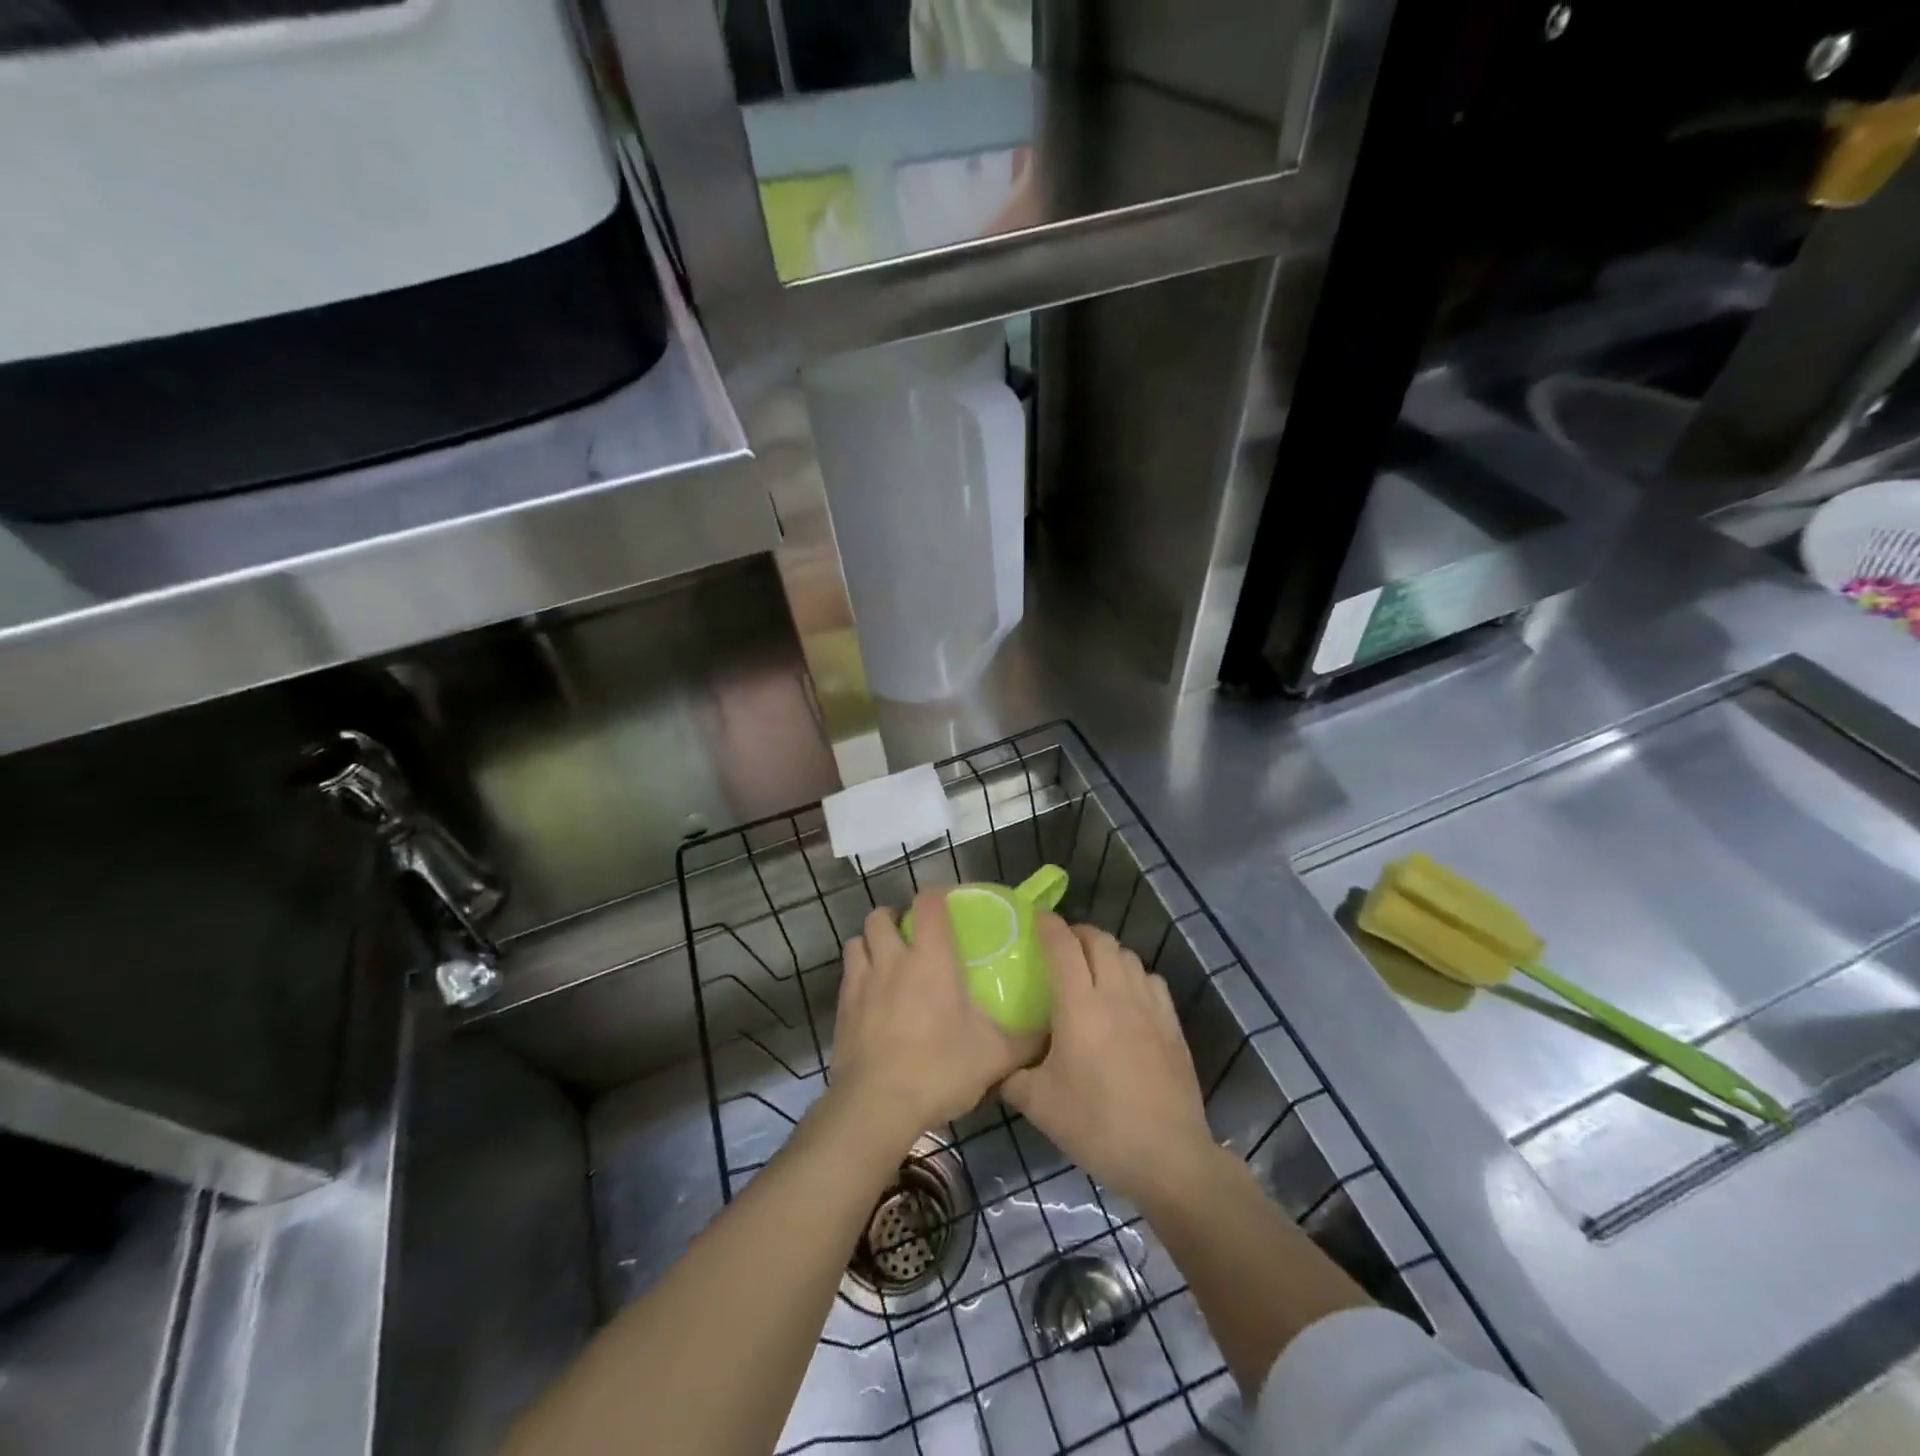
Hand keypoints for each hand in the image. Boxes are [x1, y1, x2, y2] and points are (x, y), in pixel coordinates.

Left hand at [828, 891, 1035, 1152]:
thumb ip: (1026, 1038)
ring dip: (870, 944)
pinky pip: (847, 976)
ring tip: (887, 962)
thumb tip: (1051, 1028)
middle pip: (879, 916)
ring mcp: (861, 983)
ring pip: (856, 942)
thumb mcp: (995, 1056)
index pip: (928, 904)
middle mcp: (891, 960)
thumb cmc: (939, 1069)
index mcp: (930, 959)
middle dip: (894, 918)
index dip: (937, 896)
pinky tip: (873, 999)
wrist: (876, 1107)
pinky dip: (859, 976)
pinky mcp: (841, 1010)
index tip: (949, 906)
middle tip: (913, 938)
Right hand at [1003, 918, 1217, 1207]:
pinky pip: (1151, 980)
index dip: (1048, 925)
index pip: (1063, 946)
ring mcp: (1149, 1007)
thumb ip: (1009, 1075)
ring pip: (1127, 956)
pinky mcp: (1172, 1025)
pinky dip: (1134, 974)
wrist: (1166, 1155)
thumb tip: (992, 1063)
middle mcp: (1116, 994)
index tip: (1035, 917)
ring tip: (1092, 967)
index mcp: (1080, 1006)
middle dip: (1078, 932)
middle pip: (1100, 940)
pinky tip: (1126, 994)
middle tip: (1061, 945)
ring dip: (1106, 951)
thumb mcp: (1038, 1104)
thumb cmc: (1096, 1125)